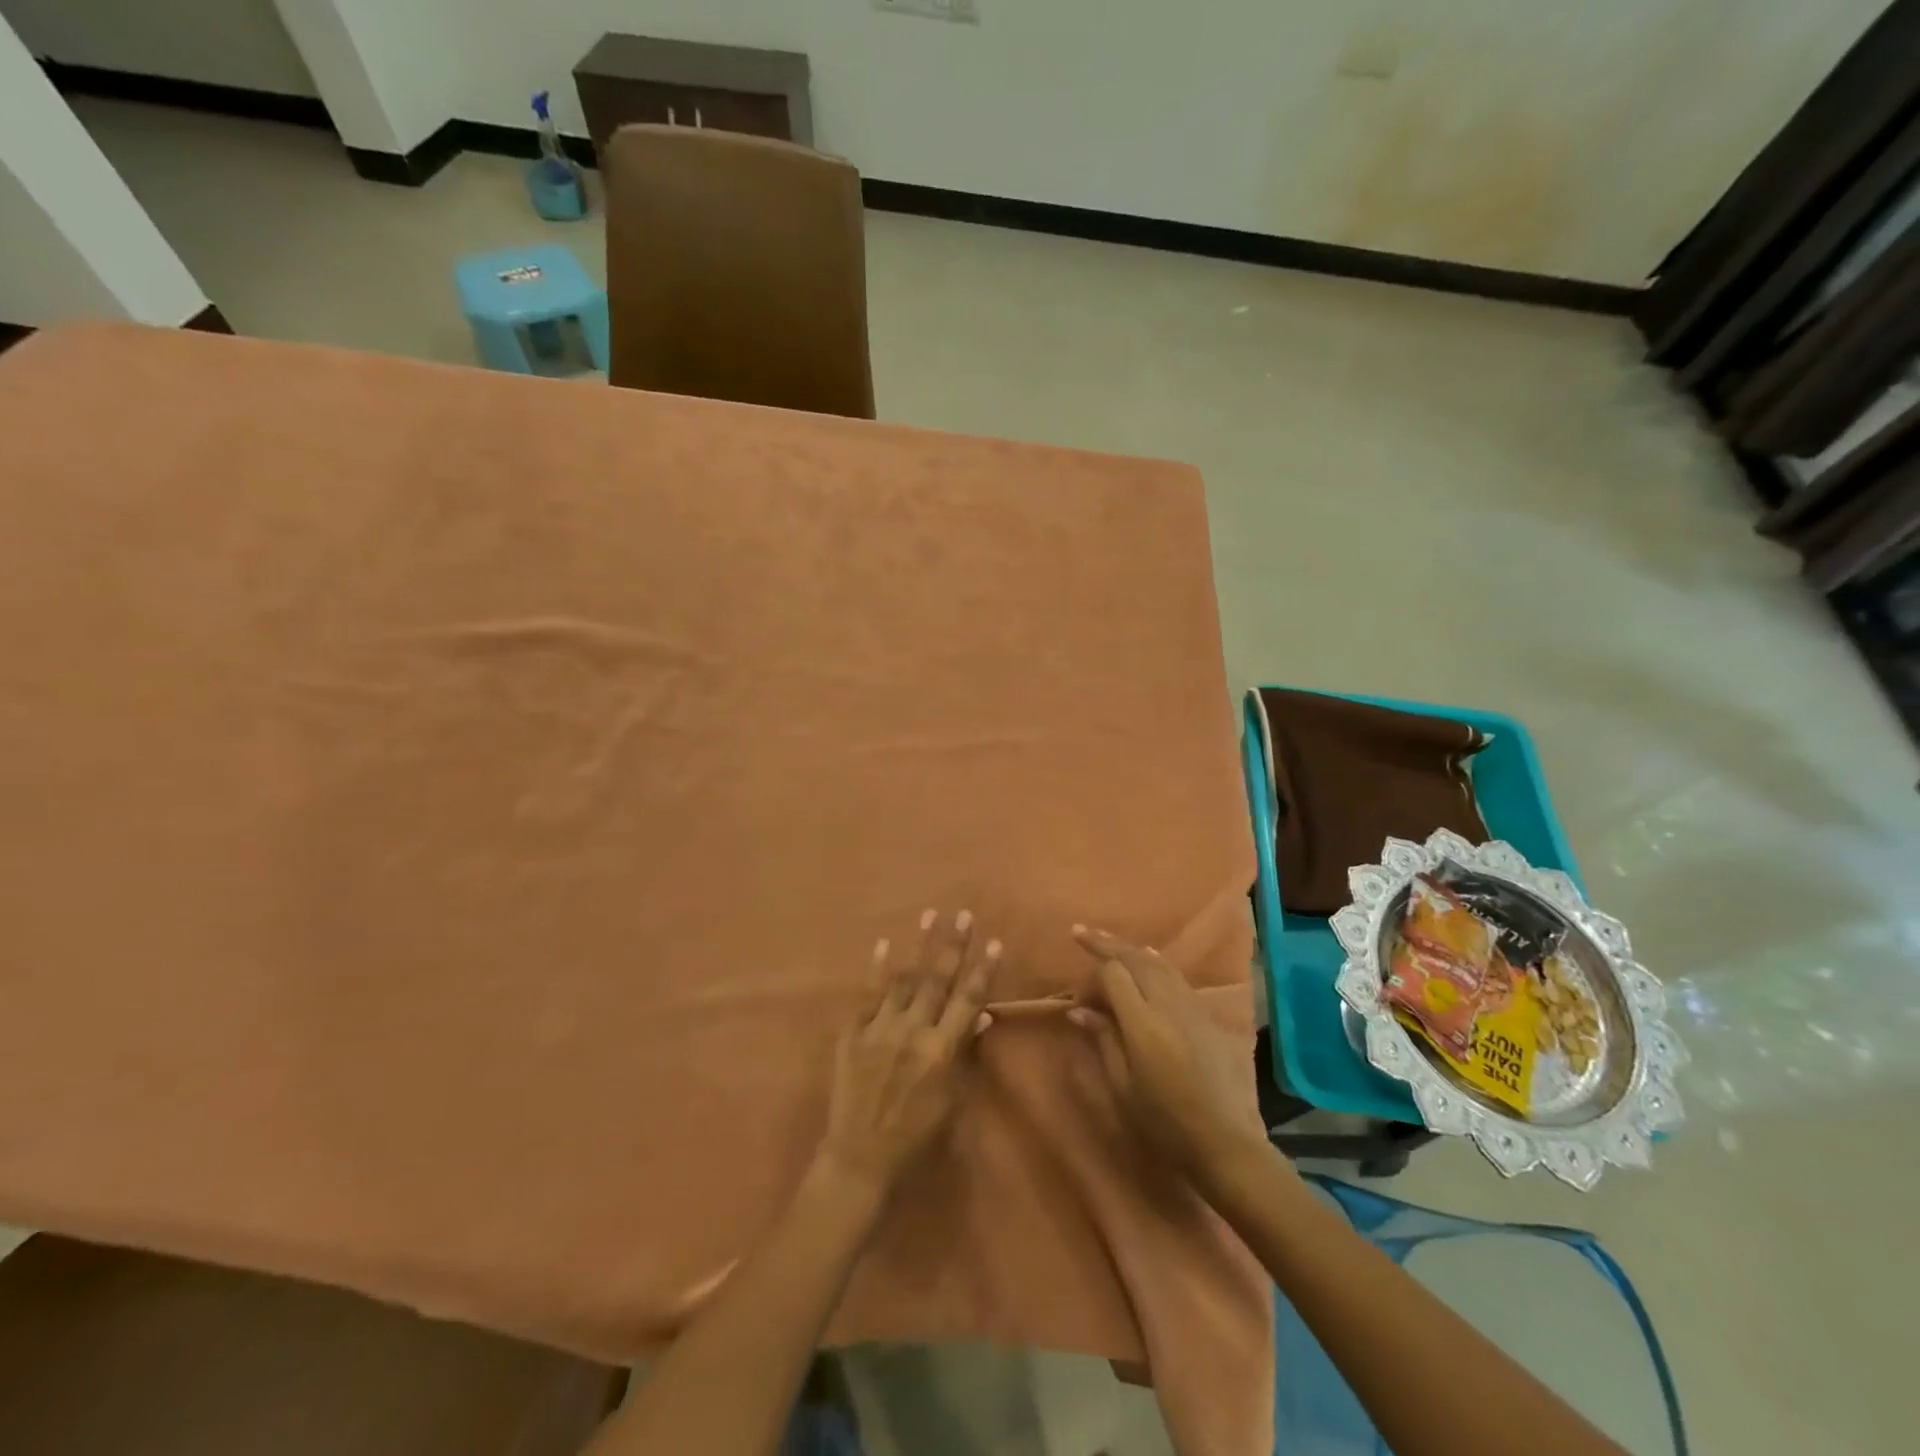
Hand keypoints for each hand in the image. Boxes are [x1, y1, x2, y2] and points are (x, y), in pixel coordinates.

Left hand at [817, 910, 1000, 1195]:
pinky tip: (883, 944)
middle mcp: (913, 1032)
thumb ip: (965, 1054)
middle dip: (953, 945)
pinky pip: (867, 994)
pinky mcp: (853, 1033)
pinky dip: (876, 969)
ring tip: (930, 915)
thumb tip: (981, 1015)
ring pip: (904, 978)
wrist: (860, 1158)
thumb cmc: (916, 1136)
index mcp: (941, 1051)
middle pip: (937, 980)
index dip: (983, 971)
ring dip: (919, 945)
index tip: (995, 942)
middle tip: (964, 914)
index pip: (968, 1000)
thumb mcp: (952, 1100)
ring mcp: (880, 1029)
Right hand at [1068, 925, 1266, 1187]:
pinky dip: (1156, 962)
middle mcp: (1168, 1005)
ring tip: (1110, 941)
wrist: (1224, 1142)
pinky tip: (1149, 959)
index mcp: (1143, 1024)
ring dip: (1131, 949)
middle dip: (1107, 943)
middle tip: (1081, 932)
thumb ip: (1102, 1040)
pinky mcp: (1206, 1015)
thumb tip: (1079, 1010)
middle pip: (1135, 958)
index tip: (1078, 997)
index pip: (1114, 974)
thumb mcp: (1122, 1087)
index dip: (1091, 975)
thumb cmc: (1164, 1122)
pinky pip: (1177, 975)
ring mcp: (1191, 1007)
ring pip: (1158, 962)